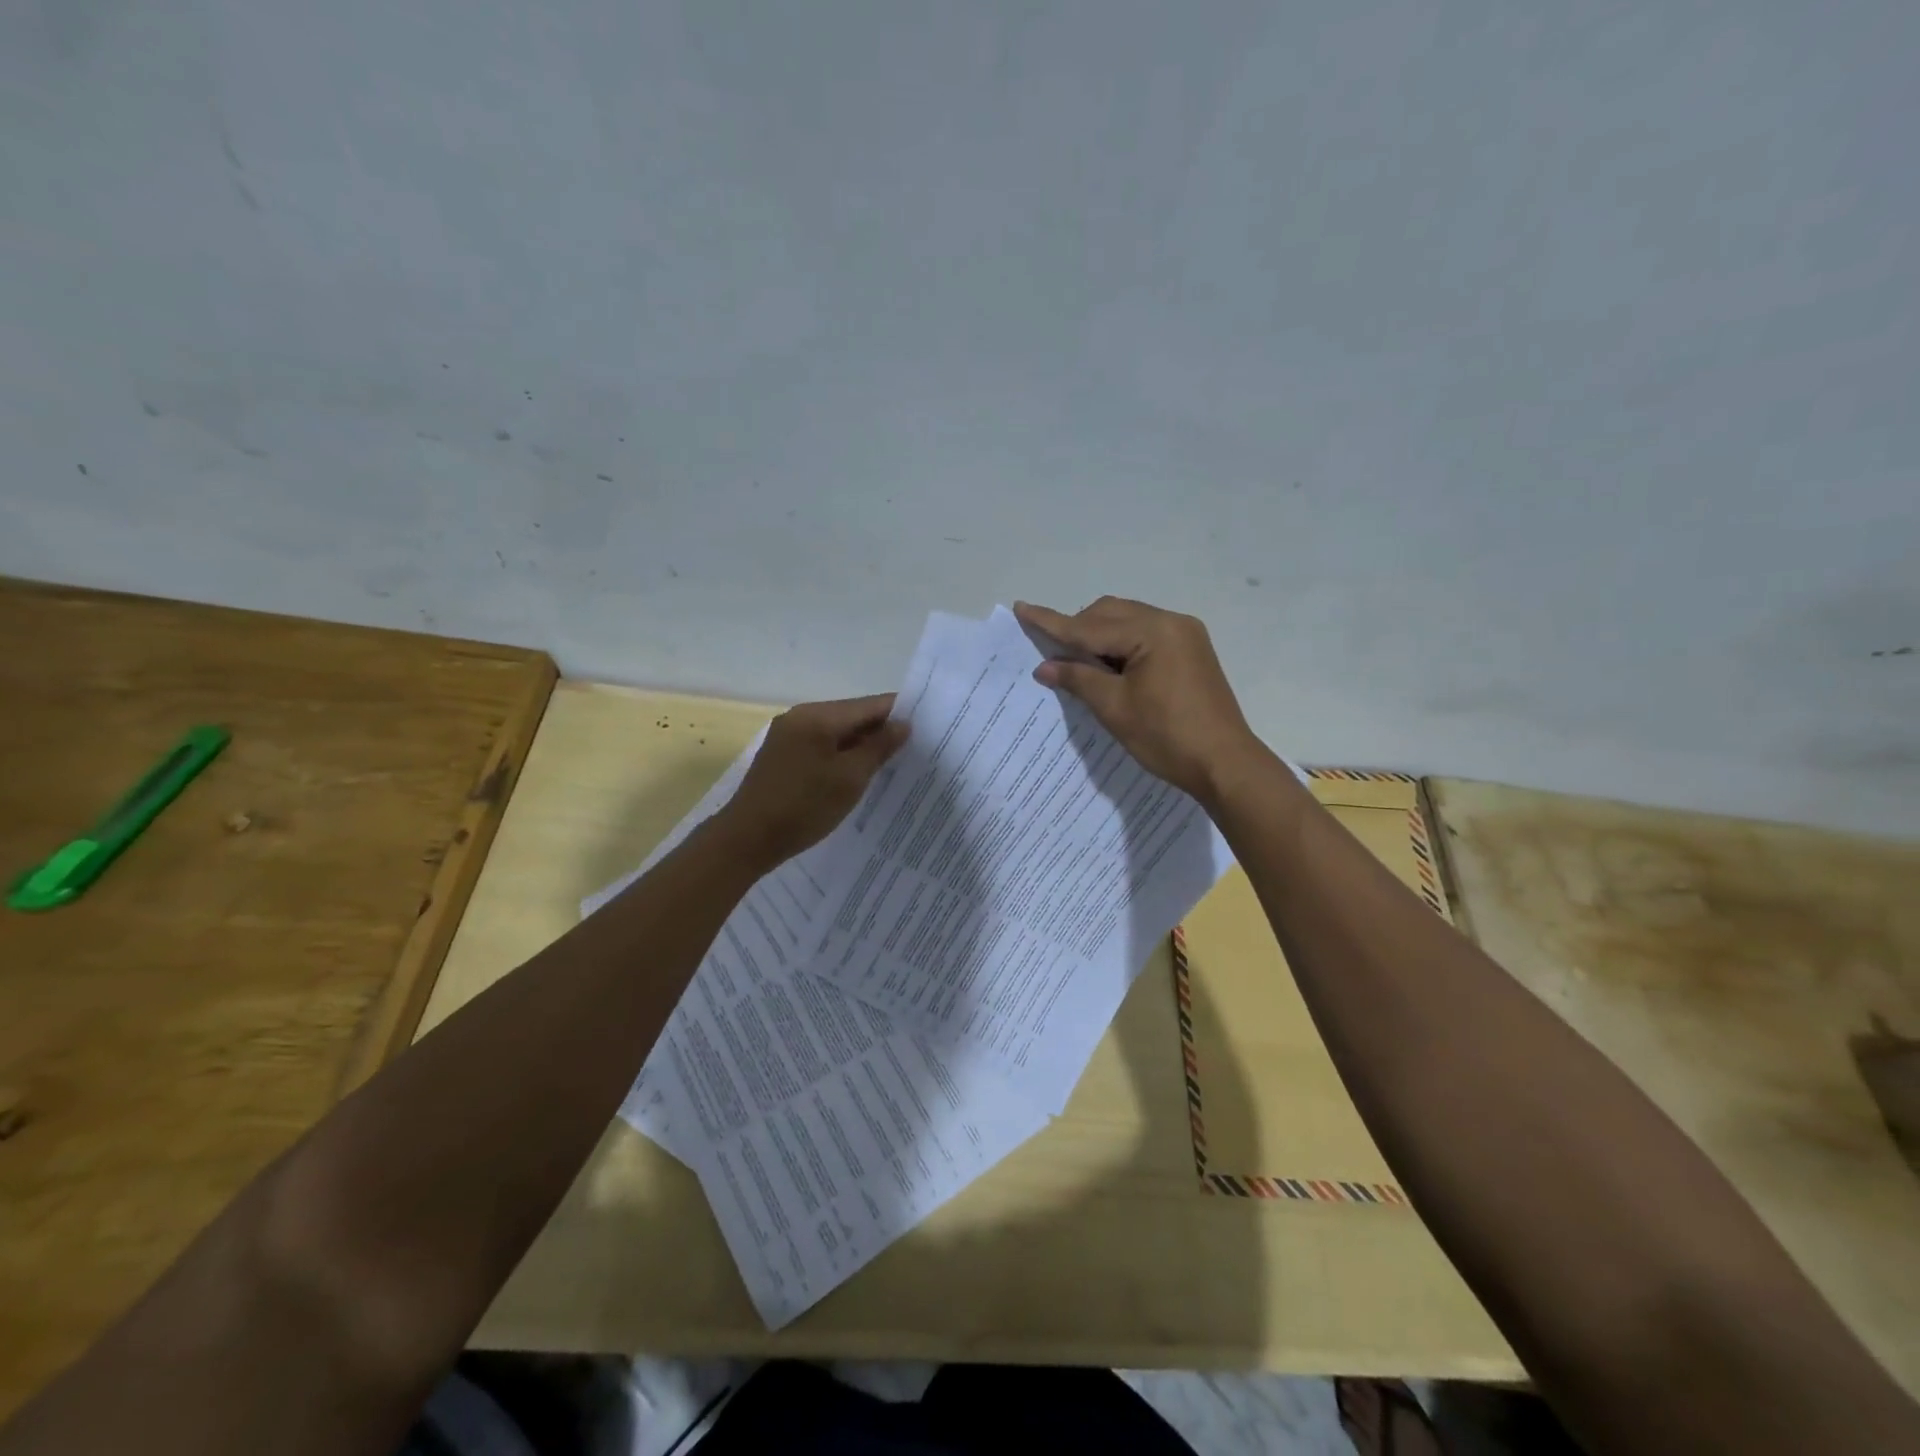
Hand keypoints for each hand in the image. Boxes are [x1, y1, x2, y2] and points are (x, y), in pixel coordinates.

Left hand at [717, 694, 909, 867]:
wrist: (747, 839)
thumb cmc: (803, 806)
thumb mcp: (850, 778)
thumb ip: (879, 748)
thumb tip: (903, 725)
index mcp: (818, 716)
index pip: (869, 705)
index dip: (899, 713)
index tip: (927, 726)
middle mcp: (801, 716)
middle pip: (852, 716)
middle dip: (881, 730)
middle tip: (914, 748)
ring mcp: (788, 735)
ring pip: (836, 732)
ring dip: (861, 745)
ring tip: (890, 763)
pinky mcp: (782, 755)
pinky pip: (821, 746)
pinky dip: (841, 755)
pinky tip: (857, 773)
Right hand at [1014, 597, 1259, 803]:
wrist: (1225, 764)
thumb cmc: (1167, 737)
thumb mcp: (1115, 709)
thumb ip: (1078, 679)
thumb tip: (1044, 666)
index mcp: (1152, 632)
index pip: (1090, 626)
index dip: (1052, 622)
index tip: (1022, 608)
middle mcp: (1171, 622)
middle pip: (1110, 614)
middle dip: (1078, 629)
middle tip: (1053, 655)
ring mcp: (1185, 635)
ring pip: (1128, 621)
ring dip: (1100, 636)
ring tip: (1080, 664)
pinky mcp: (1191, 651)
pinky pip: (1146, 635)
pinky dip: (1121, 645)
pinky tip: (1110, 667)